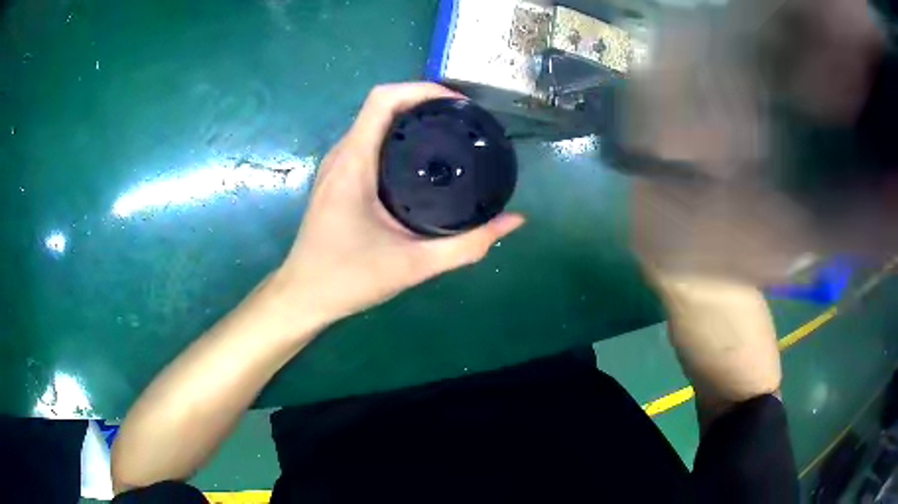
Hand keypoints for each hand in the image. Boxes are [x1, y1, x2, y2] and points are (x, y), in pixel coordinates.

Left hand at [272, 83, 525, 328]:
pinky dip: (396, 138)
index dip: (421, 89)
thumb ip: (467, 245)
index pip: (383, 99)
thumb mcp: (414, 265)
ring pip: (373, 123)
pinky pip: (367, 142)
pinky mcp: (336, 179)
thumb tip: (513, 221)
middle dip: (424, 102)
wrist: (303, 297)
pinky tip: (421, 160)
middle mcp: (341, 155)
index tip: (458, 103)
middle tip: (464, 121)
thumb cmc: (348, 279)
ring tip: (449, 134)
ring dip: (410, 119)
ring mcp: (335, 167)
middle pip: (381, 106)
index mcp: (354, 163)